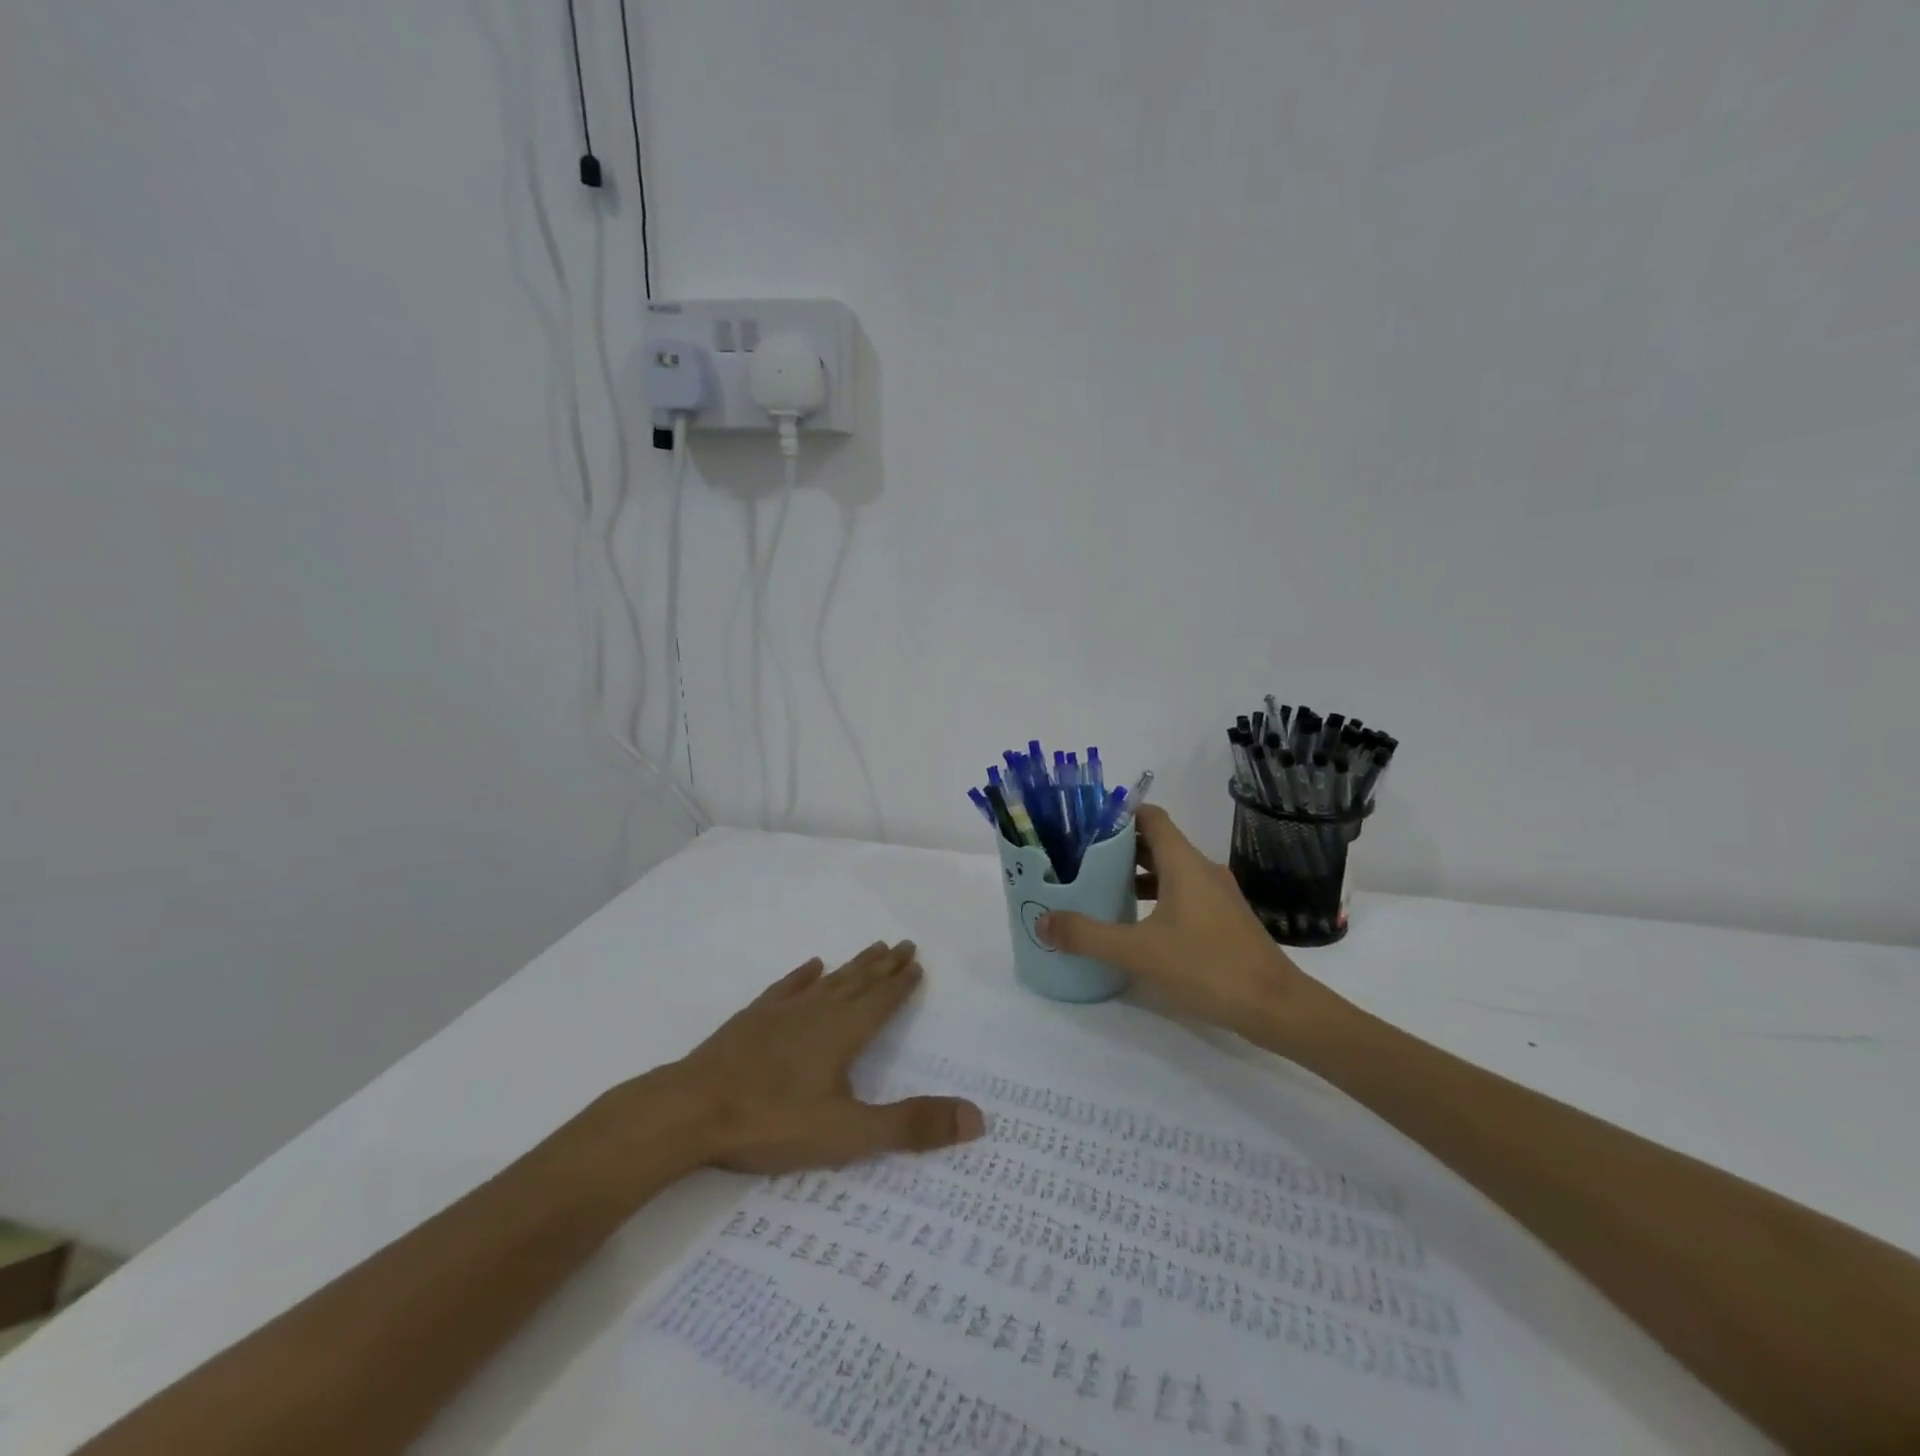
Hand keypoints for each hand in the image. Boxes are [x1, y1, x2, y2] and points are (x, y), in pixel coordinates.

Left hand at [654, 940, 984, 1174]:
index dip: (902, 984)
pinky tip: (811, 965)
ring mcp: (782, 1012)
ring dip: (853, 965)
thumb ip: (911, 1125)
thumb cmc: (772, 1121)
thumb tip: (977, 1118)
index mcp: (844, 1033)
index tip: (917, 962)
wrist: (691, 1110)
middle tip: (903, 944)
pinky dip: (803, 976)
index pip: (882, 1001)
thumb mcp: (848, 1133)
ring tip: (872, 948)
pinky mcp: (752, 1018)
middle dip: (884, 966)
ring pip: (829, 981)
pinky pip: (787, 988)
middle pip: (859, 982)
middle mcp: (818, 1012)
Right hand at [1037, 805, 1352, 1044]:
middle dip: (1118, 846)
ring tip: (1100, 887)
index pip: (1150, 817)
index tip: (1083, 824)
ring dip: (1136, 873)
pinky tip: (1136, 922)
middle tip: (1080, 857)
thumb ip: (1088, 935)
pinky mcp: (1223, 918)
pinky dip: (1156, 895)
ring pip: (1170, 869)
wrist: (1277, 1007)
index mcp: (1184, 863)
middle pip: (1156, 842)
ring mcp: (1216, 894)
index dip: (1117, 815)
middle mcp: (1201, 869)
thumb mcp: (1139, 952)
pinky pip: (1182, 892)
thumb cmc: (1208, 967)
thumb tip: (1042, 920)